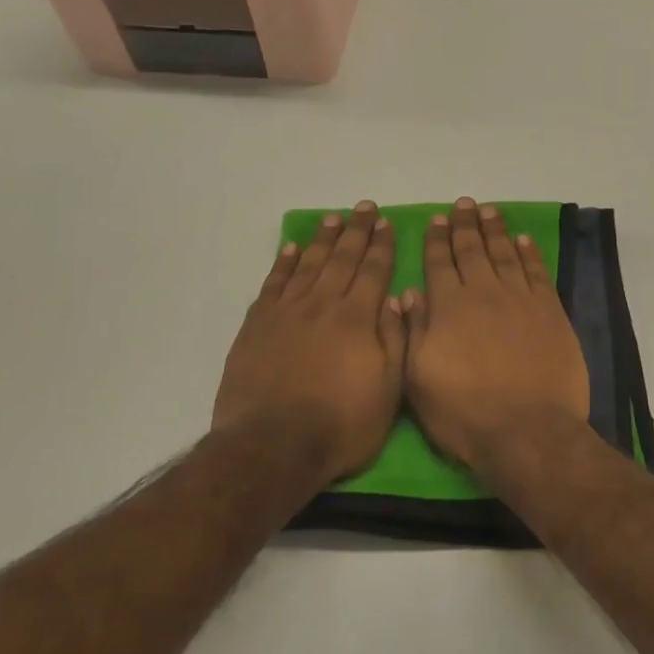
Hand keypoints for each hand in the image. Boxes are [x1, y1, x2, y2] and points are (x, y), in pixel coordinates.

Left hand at [213, 201, 405, 487]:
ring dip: (323, 240)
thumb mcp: (389, 390)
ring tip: (333, 218)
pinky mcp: (257, 326)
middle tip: (364, 208)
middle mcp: (323, 305)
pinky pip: (274, 284)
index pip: (373, 271)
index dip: (381, 246)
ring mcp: (287, 313)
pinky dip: (284, 263)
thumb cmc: (341, 424)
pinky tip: (292, 249)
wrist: (273, 445)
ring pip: (308, 264)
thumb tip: (396, 299)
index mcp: (357, 319)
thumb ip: (394, 340)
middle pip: (342, 259)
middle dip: (356, 231)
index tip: (386, 223)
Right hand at [403, 197, 589, 471]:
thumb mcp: (419, 379)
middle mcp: (484, 293)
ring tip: (489, 210)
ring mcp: (520, 299)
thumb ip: (414, 331)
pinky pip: (537, 272)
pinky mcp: (550, 311)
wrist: (528, 430)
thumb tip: (409, 293)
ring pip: (505, 253)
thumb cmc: (464, 412)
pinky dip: (529, 253)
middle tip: (463, 204)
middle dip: (465, 225)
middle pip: (472, 250)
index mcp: (449, 307)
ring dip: (495, 230)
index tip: (436, 219)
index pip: (439, 263)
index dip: (436, 240)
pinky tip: (523, 240)